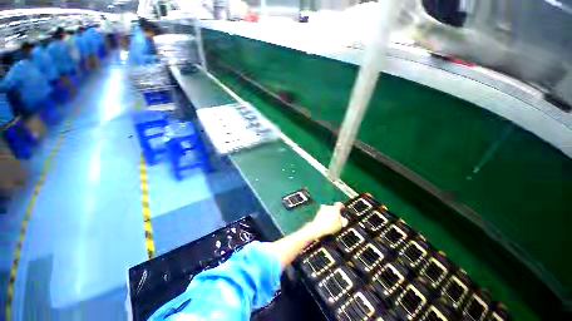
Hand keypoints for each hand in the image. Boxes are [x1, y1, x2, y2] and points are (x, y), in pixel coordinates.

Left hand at [307, 202, 347, 238]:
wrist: (318, 228)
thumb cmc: (331, 226)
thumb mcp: (341, 225)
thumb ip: (344, 221)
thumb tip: (344, 219)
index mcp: (335, 208)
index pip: (339, 204)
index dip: (342, 206)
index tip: (343, 210)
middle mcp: (328, 206)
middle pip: (333, 207)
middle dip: (335, 211)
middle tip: (337, 218)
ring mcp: (322, 209)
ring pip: (327, 210)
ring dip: (329, 213)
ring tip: (330, 220)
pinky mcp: (317, 213)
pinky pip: (323, 213)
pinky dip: (324, 216)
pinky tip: (325, 222)